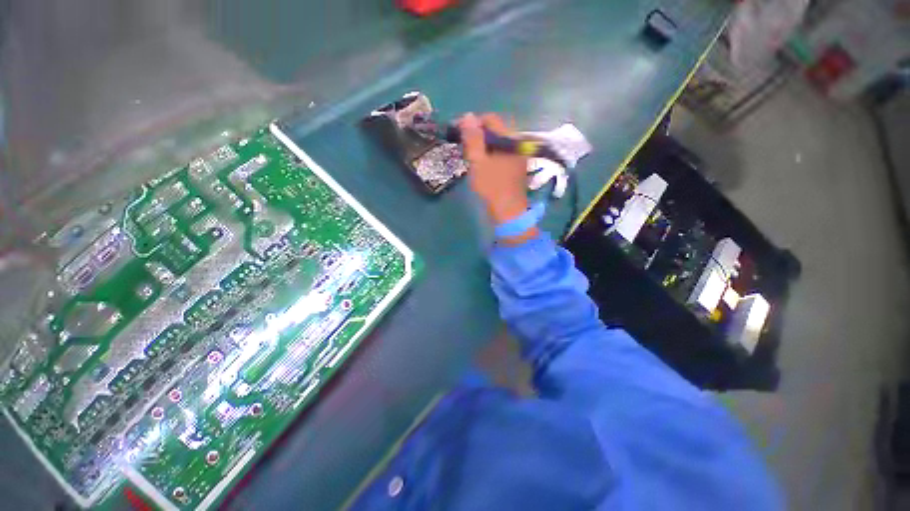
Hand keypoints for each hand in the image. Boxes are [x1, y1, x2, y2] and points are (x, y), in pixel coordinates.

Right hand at [458, 113, 528, 224]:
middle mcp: (517, 142)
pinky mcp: (517, 165)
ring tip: (471, 156)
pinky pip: (502, 152)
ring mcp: (519, 154)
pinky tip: (483, 164)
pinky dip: (490, 153)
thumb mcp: (478, 162)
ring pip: (498, 141)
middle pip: (495, 129)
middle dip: (478, 134)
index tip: (458, 132)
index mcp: (509, 138)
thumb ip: (473, 138)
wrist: (508, 211)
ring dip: (483, 145)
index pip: (490, 119)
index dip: (473, 122)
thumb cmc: (491, 187)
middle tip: (464, 147)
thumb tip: (468, 115)